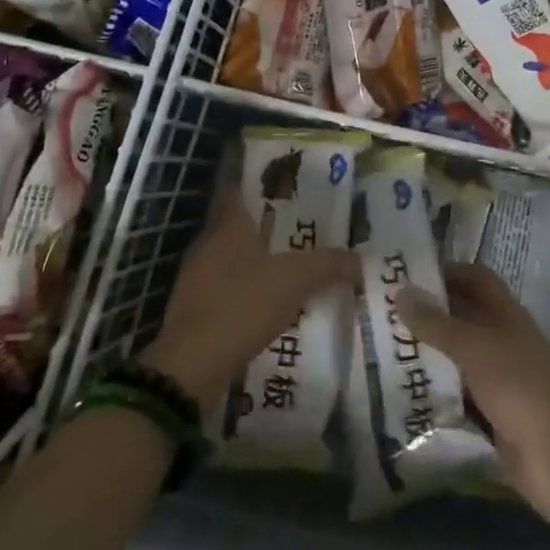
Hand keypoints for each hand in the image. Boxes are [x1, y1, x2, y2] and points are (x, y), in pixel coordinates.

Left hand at [141, 185, 358, 409]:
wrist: (190, 367)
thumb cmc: (242, 305)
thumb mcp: (294, 281)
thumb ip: (328, 264)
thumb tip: (359, 260)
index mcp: (228, 224)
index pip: (240, 187)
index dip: (262, 183)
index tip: (288, 186)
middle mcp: (208, 242)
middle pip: (239, 222)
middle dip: (267, 223)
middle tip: (301, 225)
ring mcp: (196, 276)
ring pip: (231, 256)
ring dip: (256, 259)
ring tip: (289, 264)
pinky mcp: (192, 308)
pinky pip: (224, 286)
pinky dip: (244, 289)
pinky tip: (266, 302)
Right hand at [400, 264, 549, 526]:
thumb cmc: (518, 385)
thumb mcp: (473, 347)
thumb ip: (435, 323)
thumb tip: (400, 290)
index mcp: (505, 313)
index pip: (475, 278)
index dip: (448, 271)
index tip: (410, 274)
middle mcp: (502, 339)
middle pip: (463, 317)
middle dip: (429, 314)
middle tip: (387, 313)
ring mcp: (498, 378)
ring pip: (457, 357)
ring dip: (429, 355)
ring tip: (386, 350)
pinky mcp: (492, 414)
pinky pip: (458, 395)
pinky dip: (435, 392)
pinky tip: (404, 394)